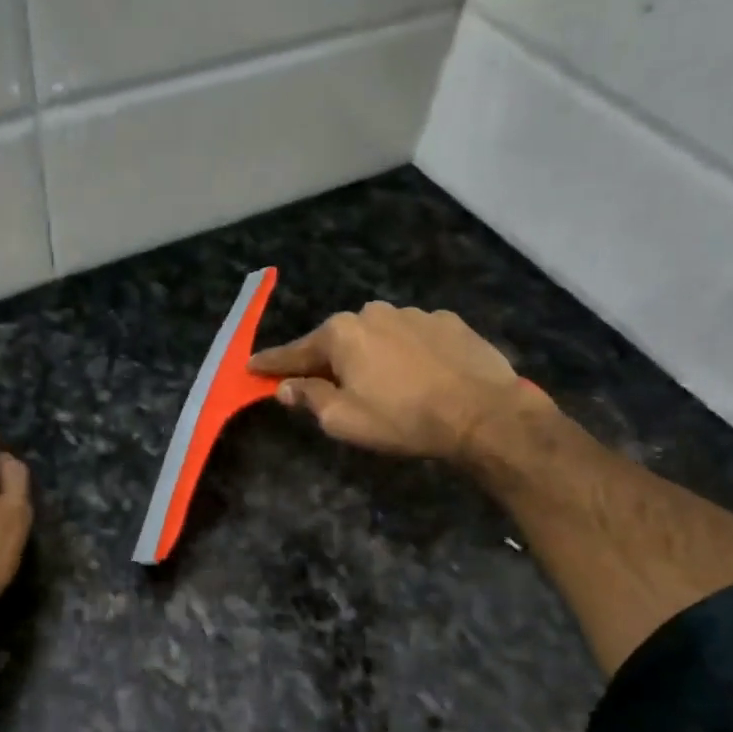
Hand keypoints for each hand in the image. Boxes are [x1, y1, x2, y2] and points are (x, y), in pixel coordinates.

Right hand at [249, 303, 556, 464]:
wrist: (482, 413)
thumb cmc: (402, 418)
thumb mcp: (344, 419)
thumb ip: (310, 398)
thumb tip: (286, 387)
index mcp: (341, 333)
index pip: (295, 351)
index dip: (272, 364)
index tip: (251, 366)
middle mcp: (373, 312)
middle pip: (338, 341)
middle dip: (329, 362)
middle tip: (329, 388)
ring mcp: (414, 313)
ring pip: (378, 336)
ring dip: (372, 356)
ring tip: (386, 386)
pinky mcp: (449, 322)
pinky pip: (414, 337)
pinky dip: (407, 354)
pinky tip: (421, 376)